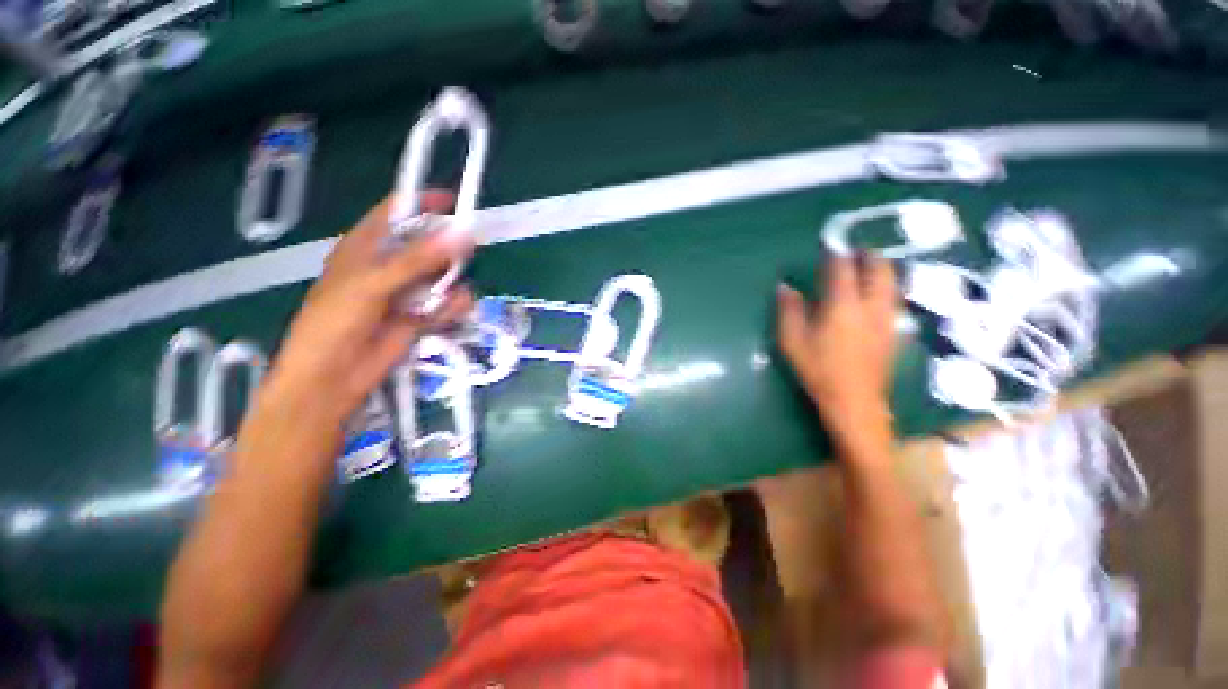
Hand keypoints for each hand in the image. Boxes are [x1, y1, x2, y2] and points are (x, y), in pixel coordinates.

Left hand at [261, 193, 473, 428]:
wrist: (332, 377)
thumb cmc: (335, 322)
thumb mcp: (373, 283)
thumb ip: (417, 259)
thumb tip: (461, 234)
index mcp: (365, 248)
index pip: (395, 214)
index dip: (422, 204)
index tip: (454, 202)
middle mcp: (387, 266)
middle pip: (426, 247)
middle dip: (447, 251)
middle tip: (465, 255)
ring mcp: (405, 293)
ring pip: (441, 278)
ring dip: (451, 284)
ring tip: (449, 296)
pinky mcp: (419, 317)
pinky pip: (445, 305)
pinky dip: (452, 307)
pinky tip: (451, 312)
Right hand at [776, 255, 897, 451]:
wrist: (854, 401)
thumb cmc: (818, 369)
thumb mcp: (792, 340)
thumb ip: (788, 310)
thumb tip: (785, 287)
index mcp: (843, 305)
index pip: (842, 268)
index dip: (835, 253)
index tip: (828, 245)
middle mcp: (871, 305)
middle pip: (879, 269)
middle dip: (867, 256)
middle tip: (854, 251)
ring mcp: (887, 318)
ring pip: (892, 282)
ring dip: (881, 269)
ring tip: (867, 268)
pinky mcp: (893, 330)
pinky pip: (894, 298)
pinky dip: (886, 286)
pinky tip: (875, 294)